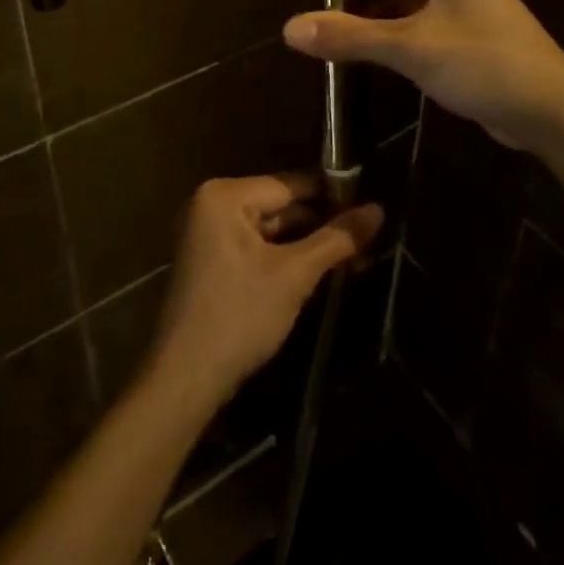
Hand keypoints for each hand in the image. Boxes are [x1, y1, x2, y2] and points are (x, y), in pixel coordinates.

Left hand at [146, 175, 383, 411]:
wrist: (185, 379)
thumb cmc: (239, 317)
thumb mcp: (294, 275)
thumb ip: (336, 239)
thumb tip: (378, 209)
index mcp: (225, 195)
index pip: (290, 185)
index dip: (331, 195)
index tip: (369, 206)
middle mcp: (211, 204)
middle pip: (279, 205)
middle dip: (320, 225)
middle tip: (365, 239)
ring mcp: (207, 233)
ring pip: (269, 229)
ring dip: (305, 244)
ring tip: (350, 256)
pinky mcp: (210, 261)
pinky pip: (255, 247)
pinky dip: (282, 258)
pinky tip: (316, 272)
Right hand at [282, 0, 563, 150]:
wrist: (551, 111)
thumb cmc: (483, 64)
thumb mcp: (411, 48)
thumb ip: (350, 35)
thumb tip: (290, 28)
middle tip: (318, 11)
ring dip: (373, 10)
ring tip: (334, 32)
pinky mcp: (467, 28)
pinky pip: (420, 17)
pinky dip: (393, 28)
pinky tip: (367, 49)